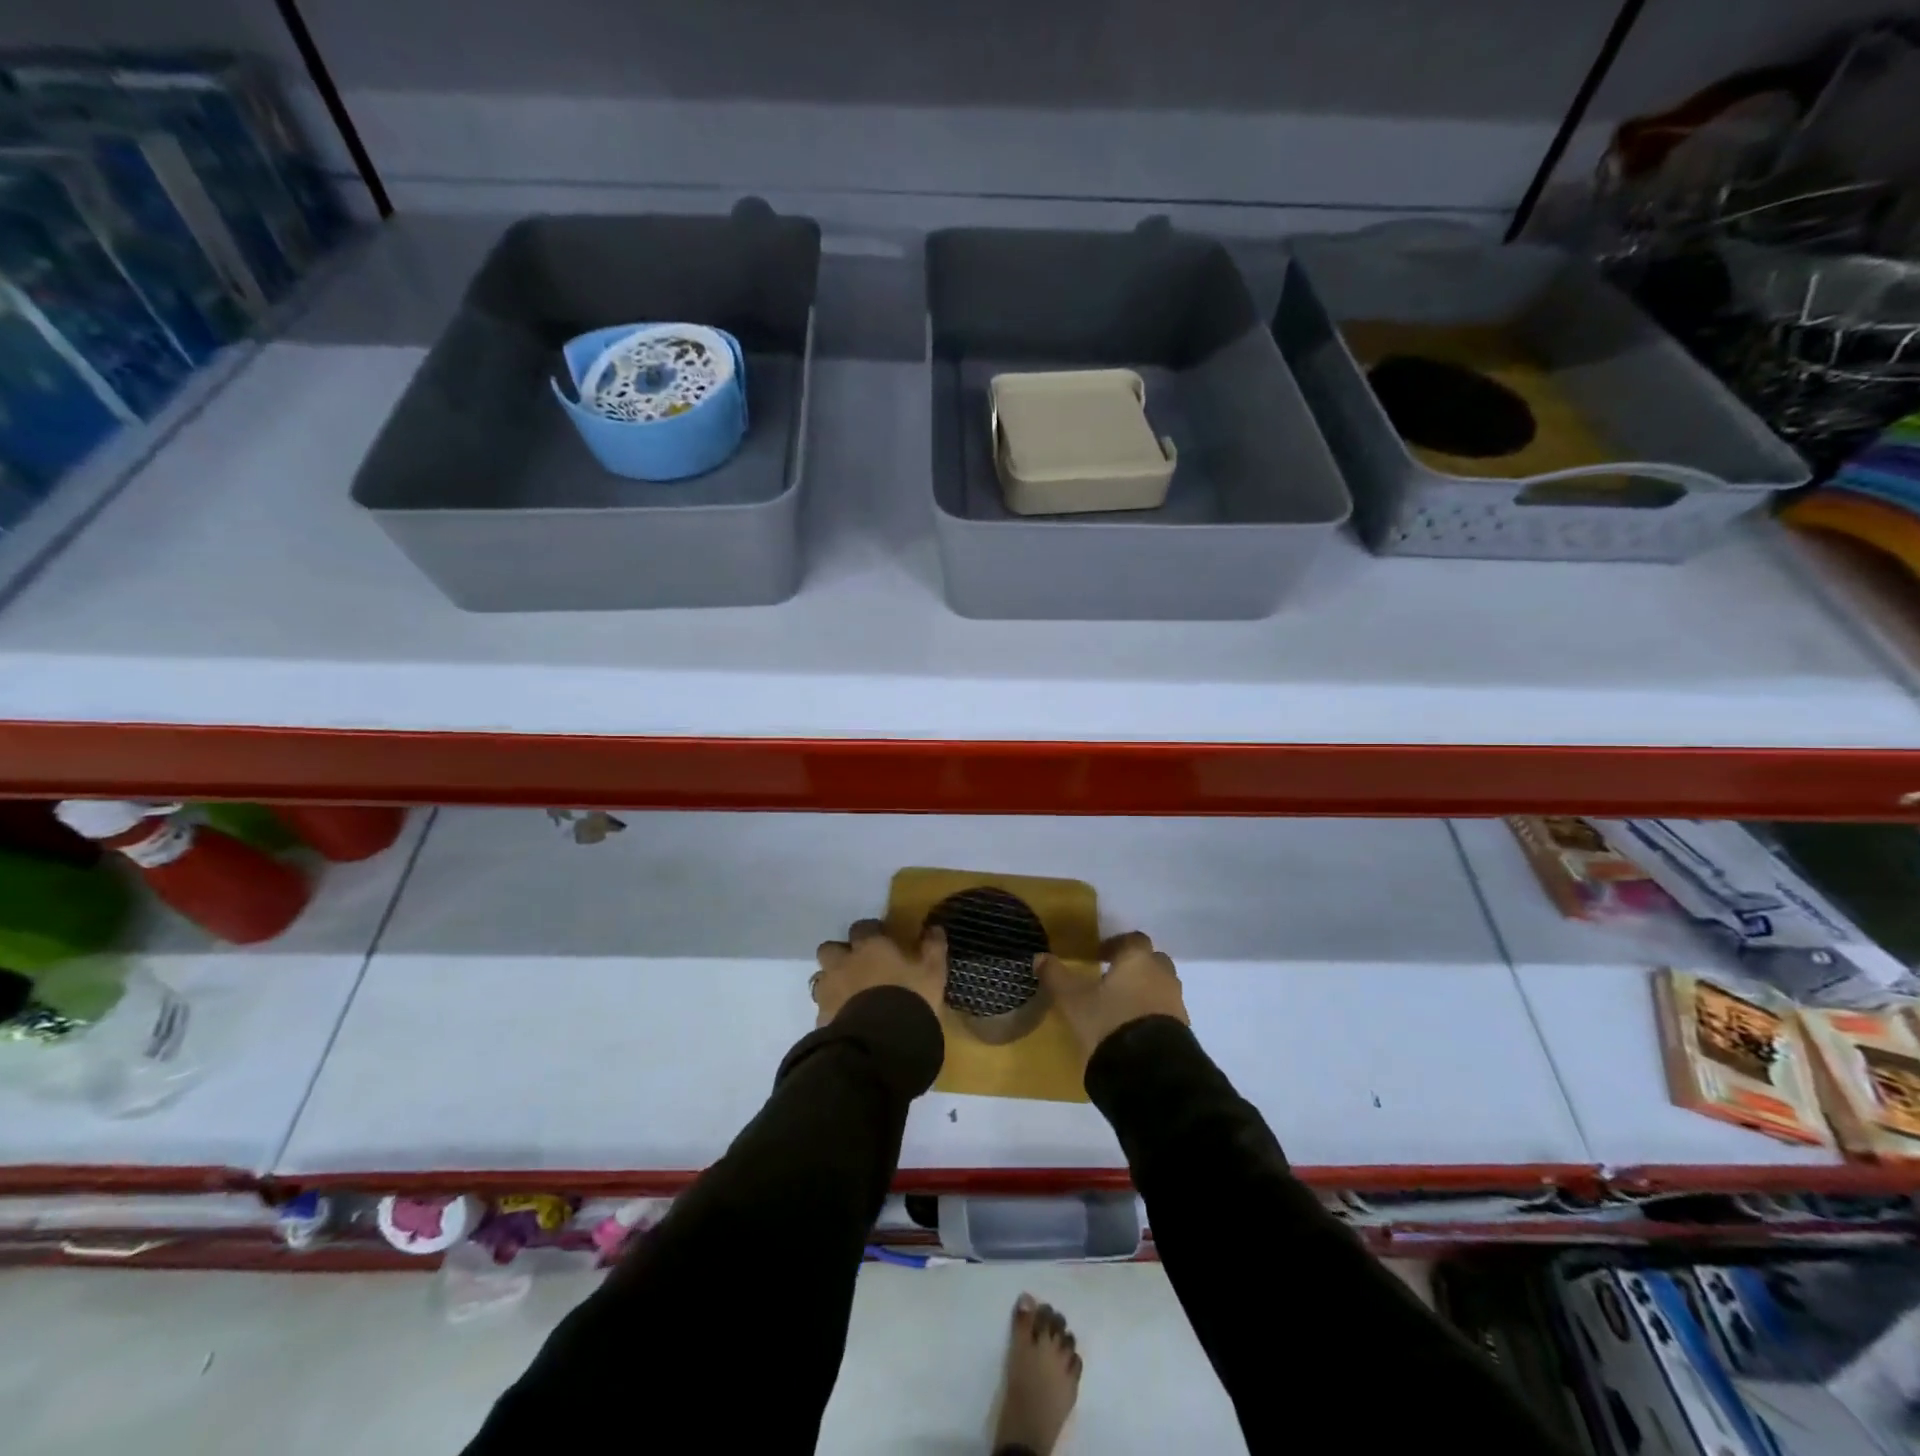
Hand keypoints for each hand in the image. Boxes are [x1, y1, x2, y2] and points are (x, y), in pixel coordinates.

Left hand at [812, 919, 948, 1026]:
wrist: (880, 1043)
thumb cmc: (910, 998)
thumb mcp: (932, 973)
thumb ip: (933, 947)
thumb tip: (934, 927)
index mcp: (869, 947)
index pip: (862, 927)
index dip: (871, 932)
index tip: (882, 941)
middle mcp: (843, 963)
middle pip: (830, 948)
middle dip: (840, 954)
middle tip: (859, 966)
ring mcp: (828, 991)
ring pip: (822, 977)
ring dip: (833, 981)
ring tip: (850, 995)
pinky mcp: (821, 1019)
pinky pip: (823, 1008)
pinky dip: (832, 1010)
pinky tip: (848, 1020)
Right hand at [1038, 931, 1188, 1057]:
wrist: (1149, 1069)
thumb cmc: (1108, 1021)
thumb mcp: (1073, 999)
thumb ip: (1056, 976)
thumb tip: (1040, 957)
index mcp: (1137, 959)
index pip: (1132, 940)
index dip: (1115, 945)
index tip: (1098, 956)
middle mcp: (1161, 974)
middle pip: (1151, 960)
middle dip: (1134, 966)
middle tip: (1112, 979)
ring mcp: (1175, 1001)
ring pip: (1160, 985)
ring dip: (1145, 989)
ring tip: (1121, 1006)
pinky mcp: (1183, 1028)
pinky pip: (1166, 1010)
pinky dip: (1152, 1012)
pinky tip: (1134, 1027)